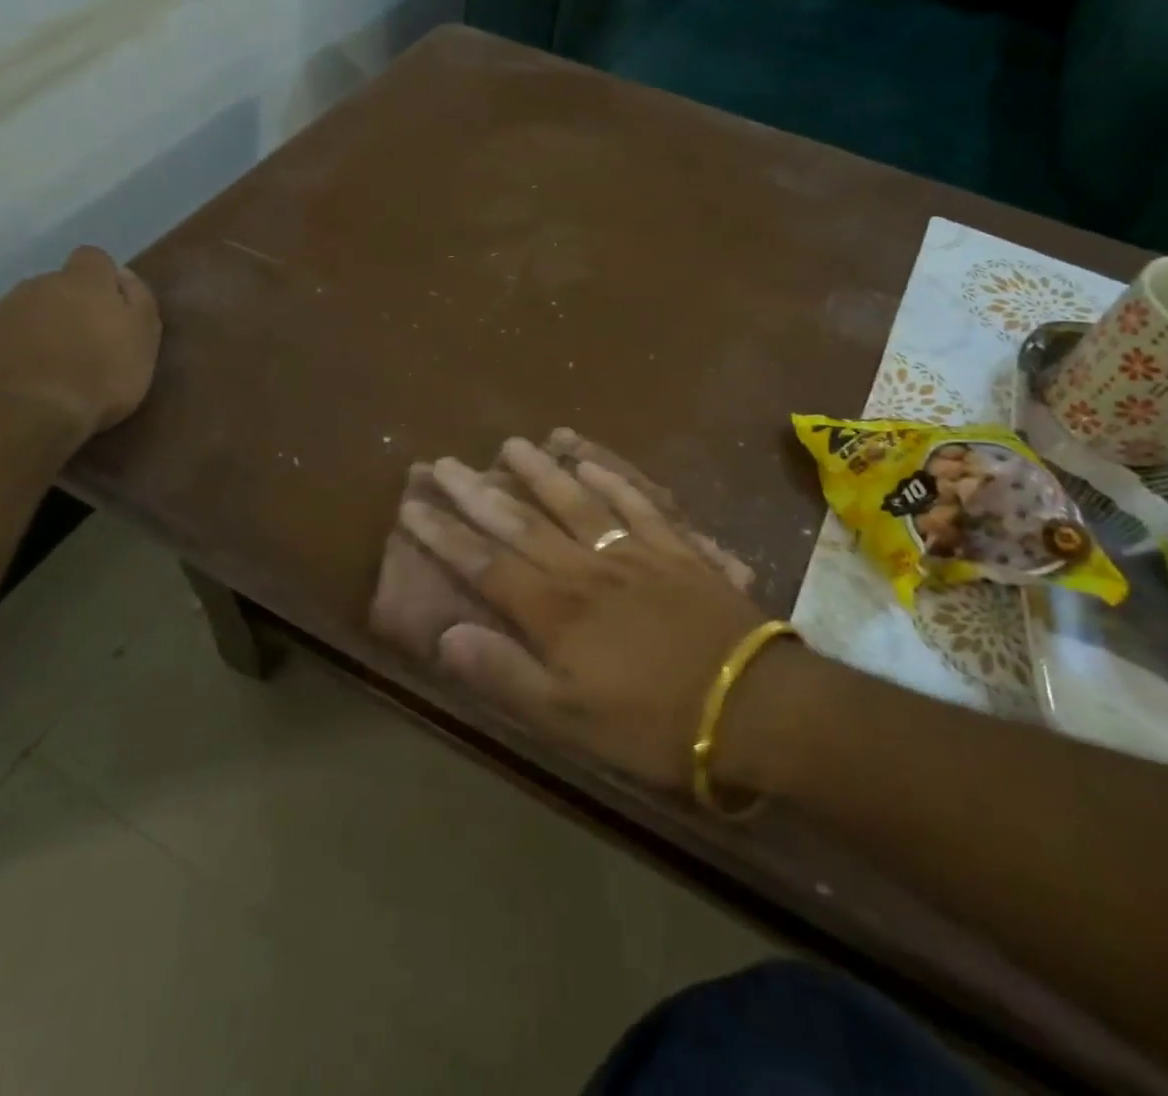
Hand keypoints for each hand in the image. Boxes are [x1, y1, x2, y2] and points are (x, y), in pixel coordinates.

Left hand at [0, 246, 161, 449]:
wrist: (25, 416)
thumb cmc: (100, 377)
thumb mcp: (143, 340)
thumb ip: (139, 301)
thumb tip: (124, 274)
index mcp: (83, 282)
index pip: (93, 258)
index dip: (104, 280)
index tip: (113, 310)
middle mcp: (36, 286)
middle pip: (56, 286)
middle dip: (70, 307)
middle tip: (86, 346)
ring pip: (25, 311)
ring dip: (40, 329)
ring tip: (53, 369)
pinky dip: (10, 352)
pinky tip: (23, 382)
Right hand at [399, 437, 769, 790]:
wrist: (755, 704)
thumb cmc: (654, 723)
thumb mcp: (570, 720)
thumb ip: (505, 674)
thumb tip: (446, 635)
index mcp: (556, 610)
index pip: (485, 563)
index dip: (445, 534)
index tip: (412, 506)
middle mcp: (587, 568)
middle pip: (523, 521)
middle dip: (477, 492)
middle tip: (445, 463)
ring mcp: (634, 551)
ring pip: (576, 500)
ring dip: (539, 471)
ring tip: (510, 444)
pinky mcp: (675, 548)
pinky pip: (636, 502)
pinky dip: (610, 478)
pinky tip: (590, 460)